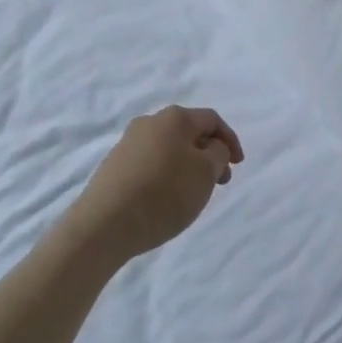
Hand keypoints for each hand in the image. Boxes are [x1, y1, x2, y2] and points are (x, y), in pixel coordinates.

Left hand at [68, 106, 244, 263]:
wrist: (103, 225)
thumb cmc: (163, 194)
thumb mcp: (205, 173)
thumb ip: (218, 154)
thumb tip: (211, 147)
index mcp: (175, 117)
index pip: (212, 119)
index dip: (230, 140)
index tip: (239, 165)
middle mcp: (150, 122)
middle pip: (189, 133)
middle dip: (208, 154)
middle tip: (220, 181)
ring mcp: (128, 143)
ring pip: (169, 148)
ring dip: (187, 165)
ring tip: (193, 193)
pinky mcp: (113, 167)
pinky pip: (150, 163)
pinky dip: (166, 175)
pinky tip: (165, 199)